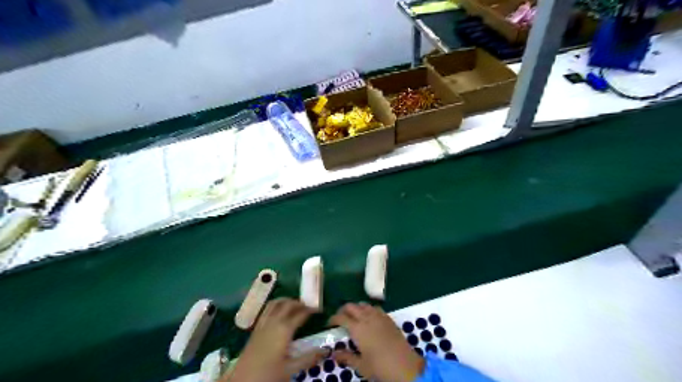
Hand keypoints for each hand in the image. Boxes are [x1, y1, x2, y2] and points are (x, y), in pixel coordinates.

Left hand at [224, 298, 330, 381]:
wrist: (241, 381)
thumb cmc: (267, 375)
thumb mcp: (290, 369)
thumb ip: (309, 358)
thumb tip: (326, 350)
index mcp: (284, 329)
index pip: (301, 314)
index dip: (311, 310)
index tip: (319, 309)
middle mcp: (274, 322)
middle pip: (288, 304)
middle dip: (299, 302)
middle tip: (308, 306)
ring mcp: (263, 323)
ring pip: (275, 303)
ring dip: (286, 301)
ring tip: (294, 304)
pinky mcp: (256, 328)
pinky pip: (266, 310)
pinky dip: (275, 305)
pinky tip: (278, 311)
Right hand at [329, 302, 424, 381]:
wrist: (406, 366)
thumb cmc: (380, 367)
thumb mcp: (361, 365)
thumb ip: (346, 357)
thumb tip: (333, 354)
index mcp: (358, 329)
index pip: (341, 317)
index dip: (333, 319)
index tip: (329, 324)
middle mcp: (367, 318)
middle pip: (351, 306)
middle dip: (343, 311)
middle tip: (340, 320)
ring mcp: (379, 316)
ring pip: (363, 304)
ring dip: (356, 308)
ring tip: (353, 318)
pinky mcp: (388, 318)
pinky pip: (374, 307)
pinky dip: (368, 309)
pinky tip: (368, 318)